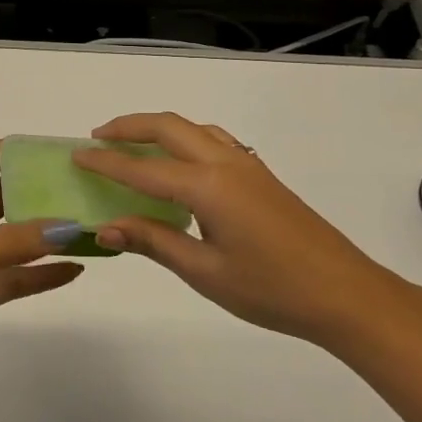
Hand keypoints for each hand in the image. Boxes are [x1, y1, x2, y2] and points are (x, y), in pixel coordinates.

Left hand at [0, 141, 83, 380]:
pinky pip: (14, 279)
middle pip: (8, 197)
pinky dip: (42, 275)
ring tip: (91, 228)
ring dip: (48, 236)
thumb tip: (69, 226)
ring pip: (16, 241)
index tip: (63, 151)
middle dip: (43, 191)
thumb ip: (9, 244)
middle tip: (90, 189)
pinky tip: (74, 270)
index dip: (22, 150)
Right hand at [73, 112, 411, 346]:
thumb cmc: (272, 290)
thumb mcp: (204, 272)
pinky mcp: (261, 176)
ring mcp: (248, 166)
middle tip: (97, 137)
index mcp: (207, 187)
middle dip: (129, 127)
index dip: (106, 162)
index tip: (76, 155)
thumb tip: (106, 228)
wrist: (346, 295)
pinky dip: (185, 138)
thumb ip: (154, 241)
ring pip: (193, 128)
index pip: (143, 169)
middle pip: (168, 127)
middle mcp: (225, 164)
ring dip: (158, 128)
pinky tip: (181, 163)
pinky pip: (214, 140)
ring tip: (133, 143)